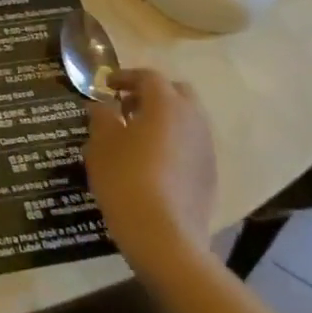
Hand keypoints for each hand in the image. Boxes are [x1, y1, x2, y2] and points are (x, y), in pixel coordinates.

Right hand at [83, 68, 216, 282]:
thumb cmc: (126, 179)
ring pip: (187, 119)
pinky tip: (152, 162)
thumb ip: (101, 117)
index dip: (125, 77)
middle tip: (126, 107)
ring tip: (137, 136)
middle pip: (176, 93)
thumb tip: (101, 106)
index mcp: (166, 104)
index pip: (148, 77)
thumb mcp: (102, 144)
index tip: (106, 86)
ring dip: (164, 119)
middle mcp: (192, 119)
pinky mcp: (210, 173)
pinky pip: (191, 144)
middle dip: (152, 94)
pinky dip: (173, 142)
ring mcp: (206, 147)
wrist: (164, 235)